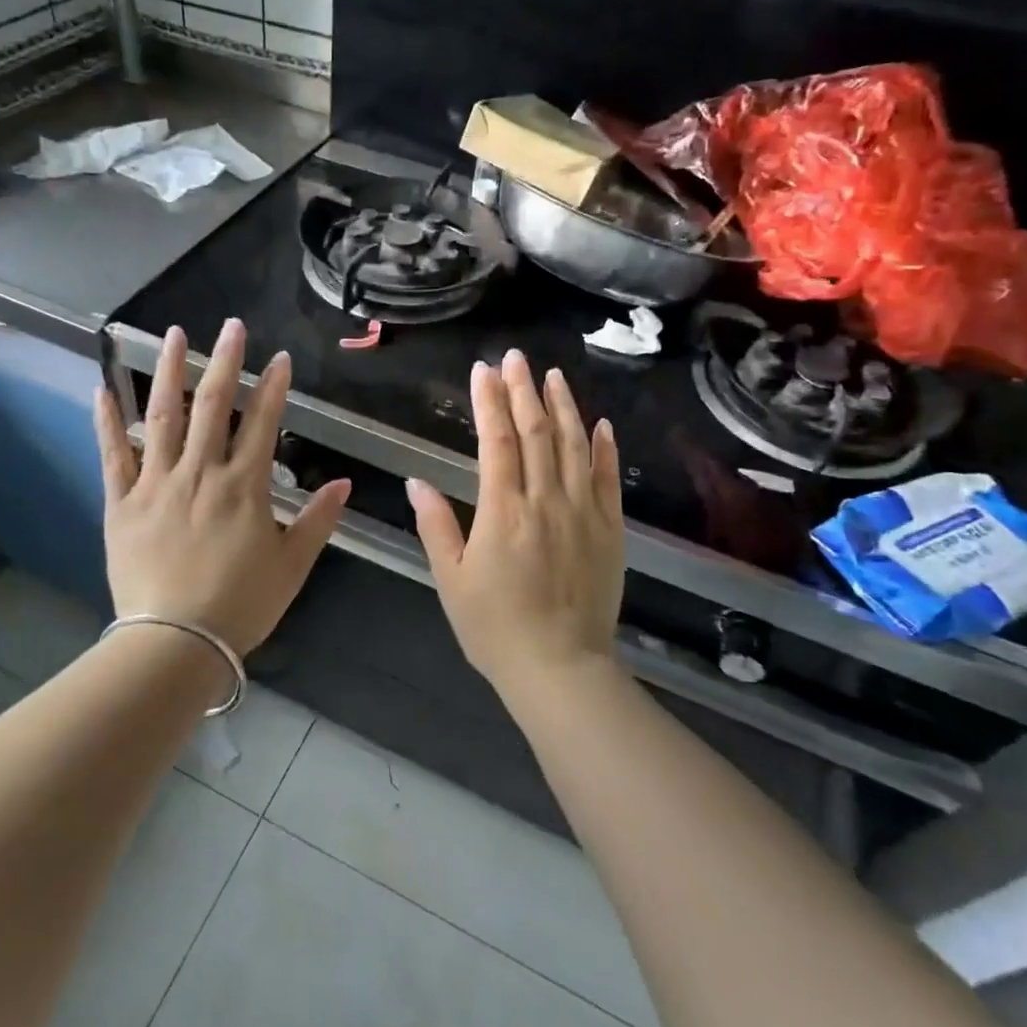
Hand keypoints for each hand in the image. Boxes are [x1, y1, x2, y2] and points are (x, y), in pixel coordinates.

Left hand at [95, 319, 350, 656]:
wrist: (175, 642)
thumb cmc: (240, 605)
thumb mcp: (292, 566)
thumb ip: (318, 520)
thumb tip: (344, 483)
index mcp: (244, 486)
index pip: (264, 423)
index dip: (274, 387)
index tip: (280, 358)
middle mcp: (200, 473)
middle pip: (213, 406)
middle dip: (225, 362)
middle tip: (230, 326)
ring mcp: (156, 484)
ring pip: (162, 417)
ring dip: (170, 373)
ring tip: (174, 335)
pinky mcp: (122, 503)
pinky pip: (113, 455)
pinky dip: (108, 421)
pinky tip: (103, 389)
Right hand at [406, 350, 624, 699]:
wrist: (560, 669)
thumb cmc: (495, 628)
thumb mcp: (452, 580)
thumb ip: (436, 526)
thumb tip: (416, 481)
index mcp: (503, 511)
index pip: (495, 440)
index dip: (488, 401)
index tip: (483, 370)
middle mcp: (546, 500)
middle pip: (535, 432)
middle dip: (522, 390)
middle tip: (515, 357)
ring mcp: (583, 513)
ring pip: (574, 446)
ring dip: (563, 407)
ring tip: (552, 376)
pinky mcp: (610, 530)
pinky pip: (608, 480)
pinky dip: (603, 448)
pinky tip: (599, 423)